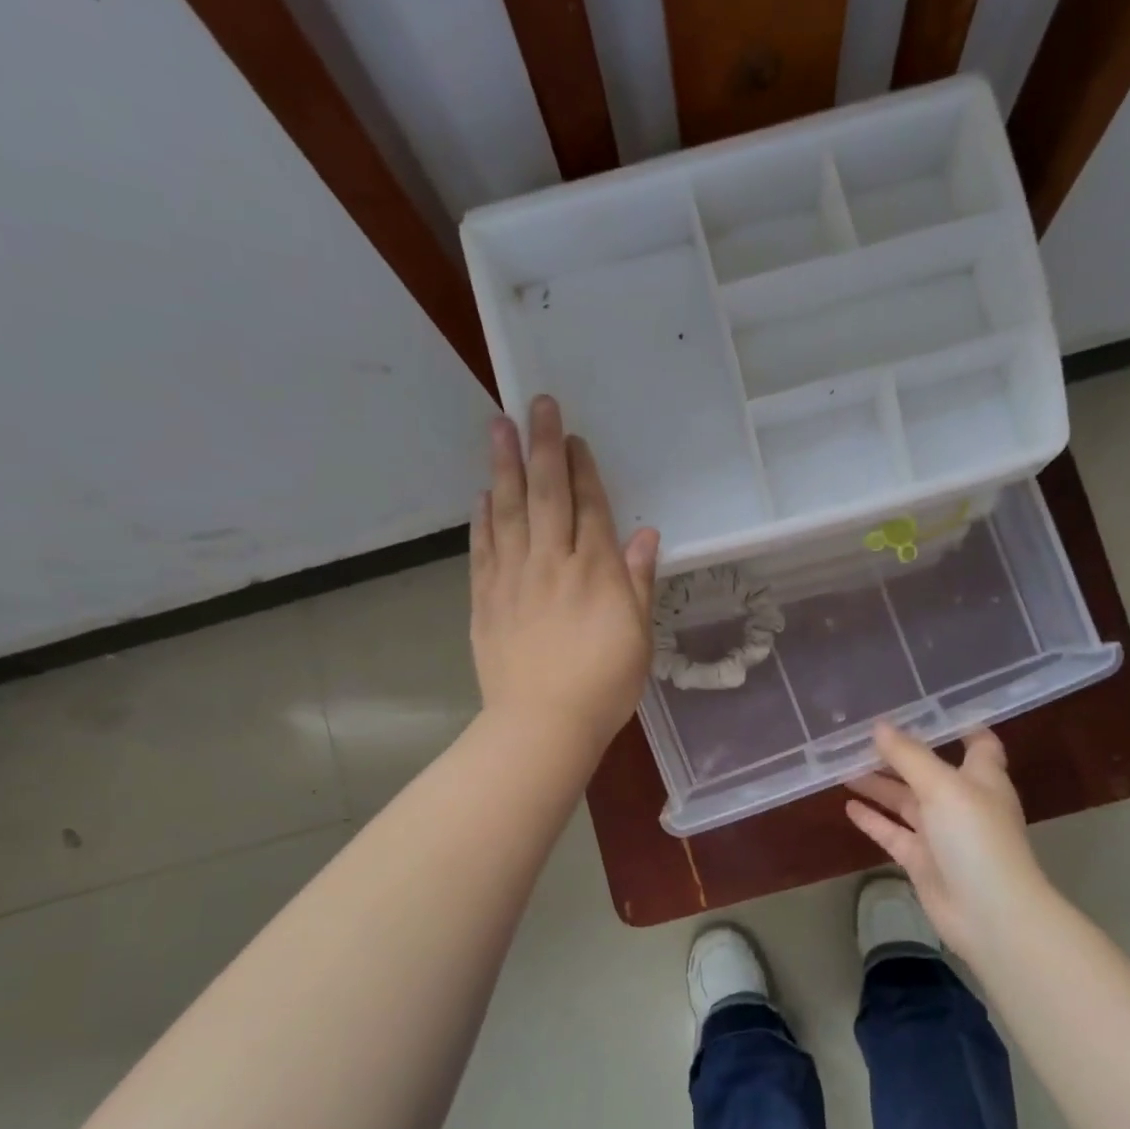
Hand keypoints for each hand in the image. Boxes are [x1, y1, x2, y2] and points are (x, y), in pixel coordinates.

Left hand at [470, 395, 659, 755]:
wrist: (542, 725)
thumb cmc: (604, 685)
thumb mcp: (638, 636)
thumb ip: (638, 581)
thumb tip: (646, 533)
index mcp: (596, 571)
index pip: (589, 507)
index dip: (583, 469)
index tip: (573, 435)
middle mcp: (553, 563)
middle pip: (547, 494)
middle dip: (543, 446)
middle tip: (535, 404)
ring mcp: (514, 578)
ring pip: (510, 511)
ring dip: (505, 467)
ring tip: (498, 427)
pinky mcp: (485, 599)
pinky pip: (483, 548)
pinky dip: (483, 518)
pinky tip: (483, 494)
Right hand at [845, 722, 1050, 955]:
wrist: (990, 914)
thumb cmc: (976, 838)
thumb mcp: (943, 787)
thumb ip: (909, 756)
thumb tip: (879, 726)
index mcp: (981, 778)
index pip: (976, 742)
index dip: (955, 724)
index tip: (921, 707)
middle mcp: (961, 801)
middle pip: (927, 770)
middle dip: (898, 753)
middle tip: (860, 735)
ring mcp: (941, 833)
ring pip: (905, 801)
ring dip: (879, 784)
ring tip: (843, 766)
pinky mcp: (922, 860)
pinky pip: (892, 833)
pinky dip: (873, 819)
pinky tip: (848, 806)